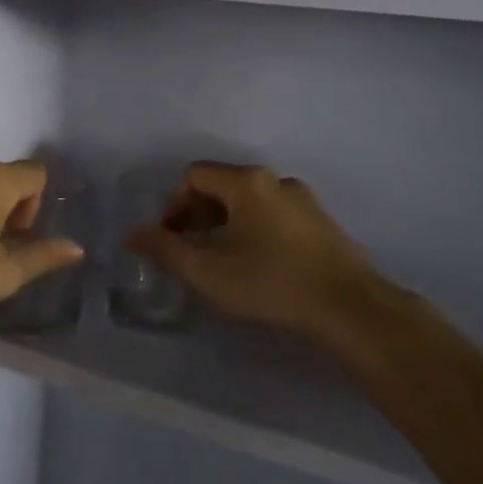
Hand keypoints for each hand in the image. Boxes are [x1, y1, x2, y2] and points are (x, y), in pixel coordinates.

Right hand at [126, 163, 391, 340]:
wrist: (351, 308)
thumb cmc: (271, 283)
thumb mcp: (208, 271)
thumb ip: (165, 250)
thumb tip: (131, 234)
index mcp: (247, 182)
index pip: (194, 175)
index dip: (173, 204)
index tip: (170, 238)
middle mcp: (276, 181)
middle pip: (221, 186)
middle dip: (197, 215)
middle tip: (189, 252)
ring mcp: (303, 201)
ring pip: (249, 202)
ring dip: (224, 224)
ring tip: (220, 262)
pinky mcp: (321, 224)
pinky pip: (273, 215)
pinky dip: (252, 231)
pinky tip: (256, 267)